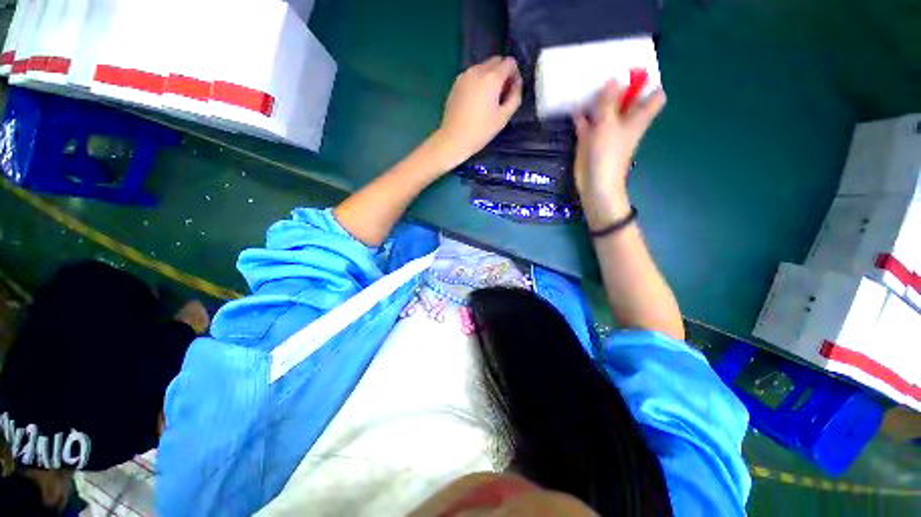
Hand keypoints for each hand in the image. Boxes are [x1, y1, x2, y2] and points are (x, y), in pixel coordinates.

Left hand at [432, 56, 522, 167]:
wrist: (454, 139)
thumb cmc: (481, 131)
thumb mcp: (504, 117)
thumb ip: (515, 96)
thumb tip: (517, 83)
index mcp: (491, 77)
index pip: (509, 62)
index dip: (514, 74)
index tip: (512, 90)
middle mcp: (477, 70)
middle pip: (496, 61)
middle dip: (502, 73)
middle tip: (501, 95)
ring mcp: (464, 75)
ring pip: (483, 67)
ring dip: (490, 77)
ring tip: (488, 100)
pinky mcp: (456, 83)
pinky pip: (472, 75)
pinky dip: (478, 82)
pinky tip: (476, 101)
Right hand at [573, 81, 665, 215]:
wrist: (595, 182)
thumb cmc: (608, 153)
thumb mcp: (609, 123)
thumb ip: (609, 101)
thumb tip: (614, 78)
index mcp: (638, 117)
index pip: (654, 97)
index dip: (650, 83)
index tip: (637, 71)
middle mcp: (625, 122)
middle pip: (628, 100)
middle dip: (620, 87)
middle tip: (608, 69)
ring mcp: (607, 131)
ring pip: (606, 110)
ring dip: (599, 100)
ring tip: (589, 82)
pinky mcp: (591, 140)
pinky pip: (588, 123)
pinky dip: (583, 116)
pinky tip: (575, 106)